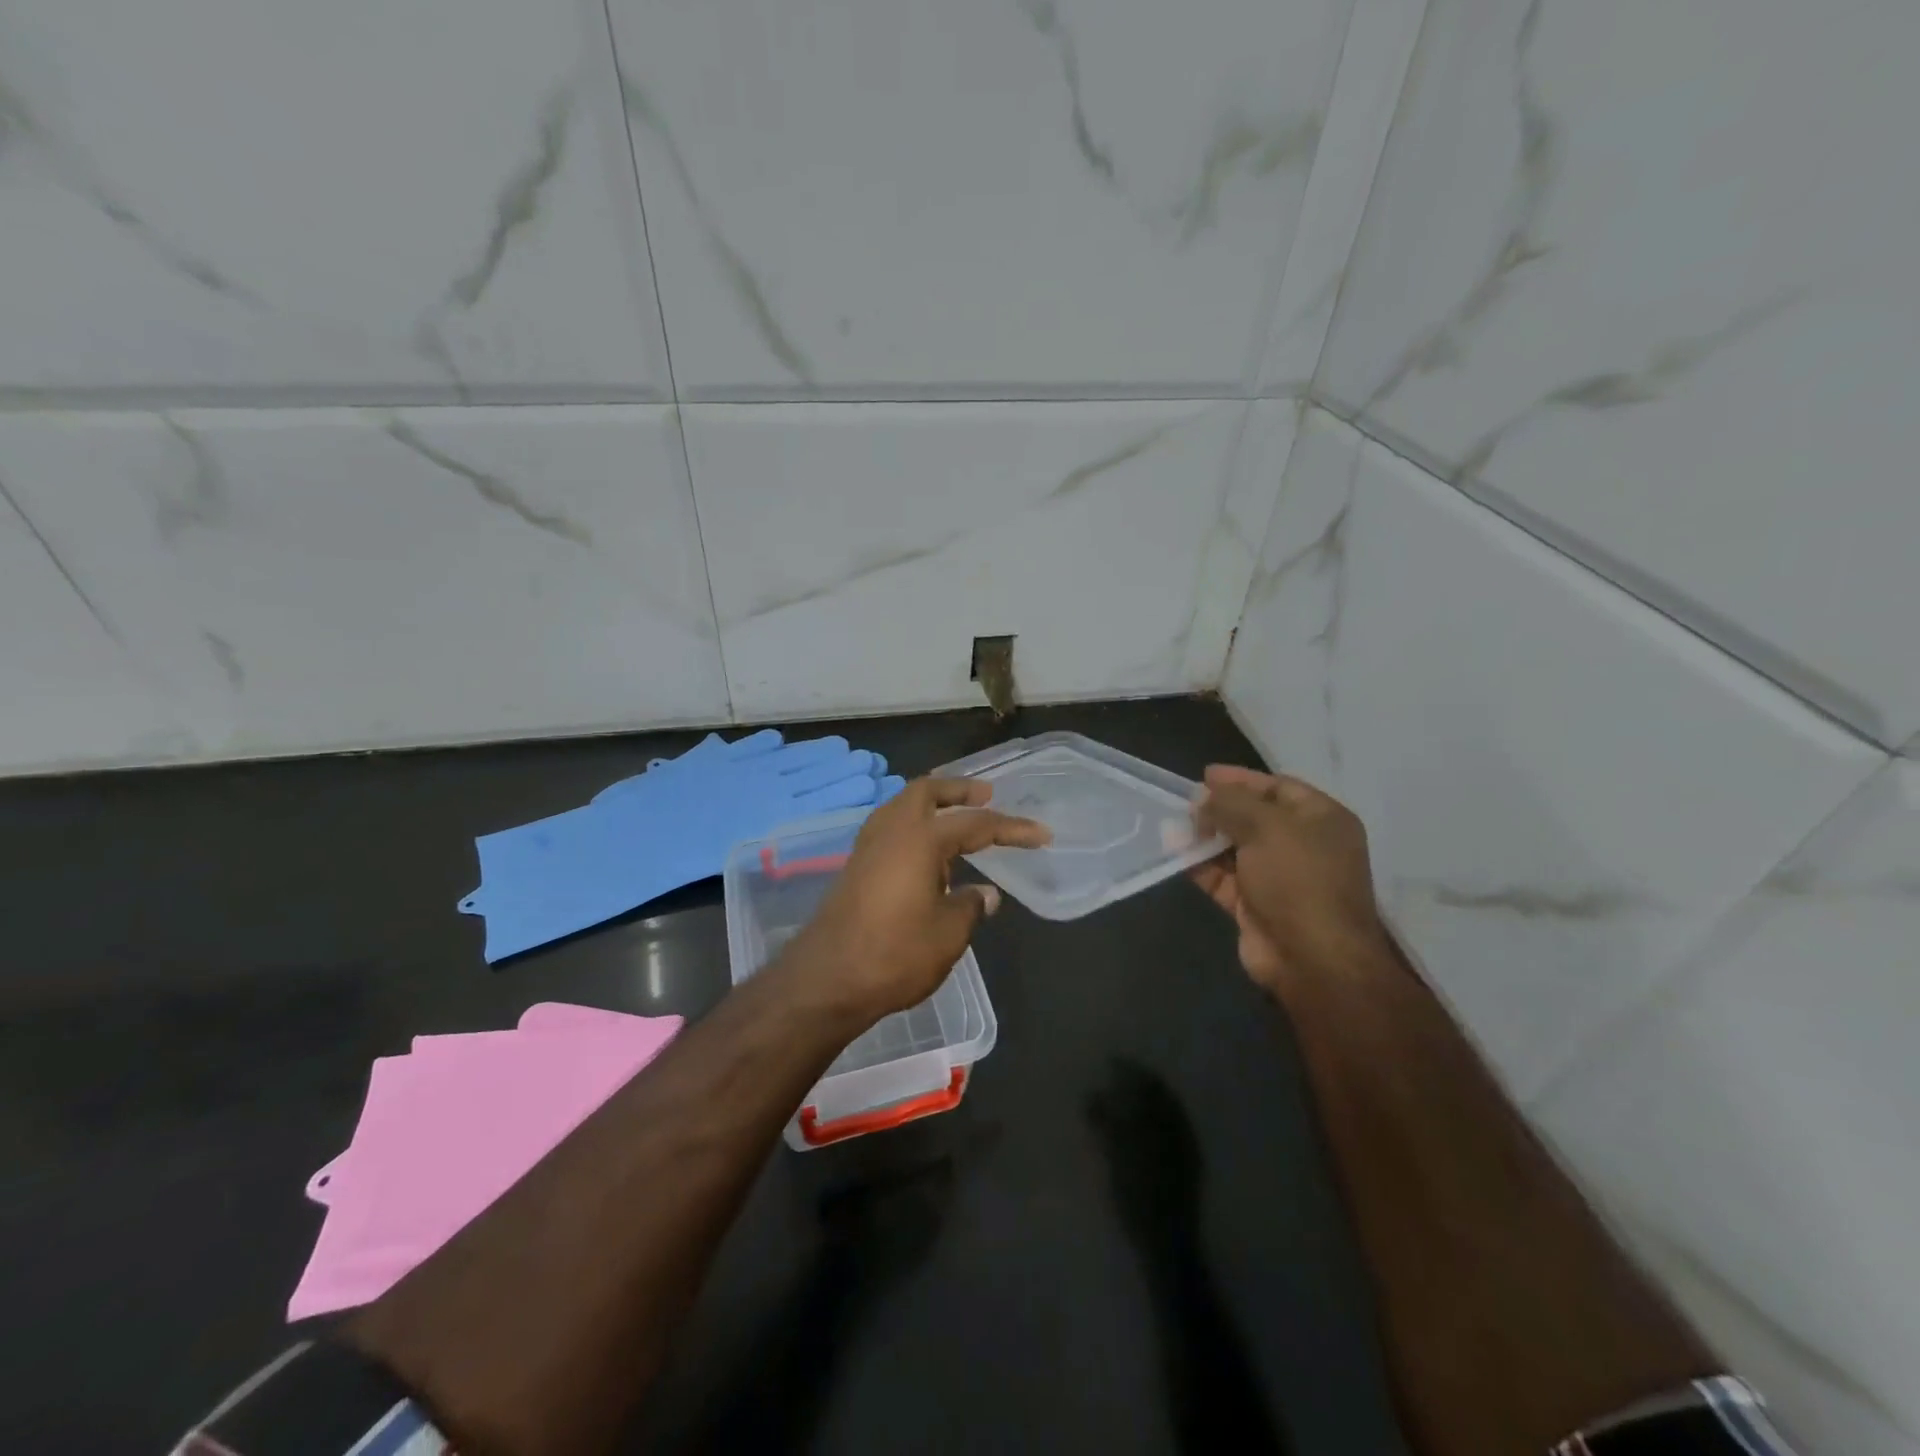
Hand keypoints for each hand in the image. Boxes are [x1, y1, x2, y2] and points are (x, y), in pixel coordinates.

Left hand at [784, 777, 1050, 1021]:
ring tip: (957, 816)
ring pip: (902, 805)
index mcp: (920, 838)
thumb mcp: (948, 934)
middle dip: (958, 789)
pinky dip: (914, 823)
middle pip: (926, 791)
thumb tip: (986, 894)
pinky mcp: (856, 865)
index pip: (976, 824)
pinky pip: (890, 826)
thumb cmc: (895, 954)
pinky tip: (926, 849)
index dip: (1012, 829)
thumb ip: (971, 906)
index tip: (1042, 835)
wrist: (827, 980)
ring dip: (932, 803)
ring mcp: (868, 846)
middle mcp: (892, 830)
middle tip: (987, 795)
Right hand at [1190, 764, 1392, 998]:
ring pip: (1235, 848)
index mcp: (1321, 820)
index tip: (1204, 775)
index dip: (1241, 779)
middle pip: (1254, 817)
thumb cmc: (1298, 880)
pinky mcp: (1255, 906)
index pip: (1278, 787)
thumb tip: (1203, 798)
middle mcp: (1303, 846)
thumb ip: (1230, 804)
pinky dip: (1200, 865)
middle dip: (1219, 809)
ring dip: (1205, 837)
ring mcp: (1279, 879)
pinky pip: (1223, 877)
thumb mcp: (1266, 827)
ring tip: (1171, 825)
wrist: (1312, 959)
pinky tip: (1175, 853)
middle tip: (1185, 803)